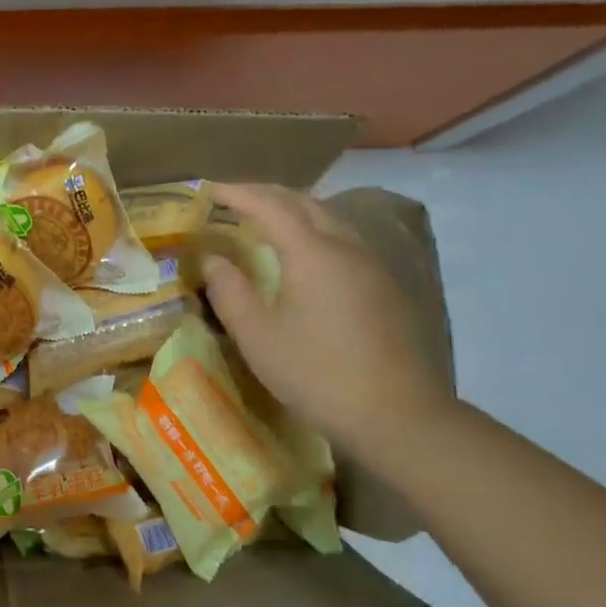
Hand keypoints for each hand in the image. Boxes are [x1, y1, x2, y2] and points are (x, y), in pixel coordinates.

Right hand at [203, 184, 450, 446]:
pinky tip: (302, 254)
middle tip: (233, 200)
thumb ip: (229, 291)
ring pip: (329, 218)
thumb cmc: (316, 374)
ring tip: (264, 221)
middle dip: (267, 194)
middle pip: (305, 202)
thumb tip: (212, 259)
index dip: (237, 193)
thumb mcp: (257, 336)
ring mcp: (371, 266)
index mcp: (313, 253)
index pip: (270, 205)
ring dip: (294, 210)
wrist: (397, 416)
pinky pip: (343, 239)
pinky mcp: (384, 287)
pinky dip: (314, 231)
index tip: (208, 190)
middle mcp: (346, 247)